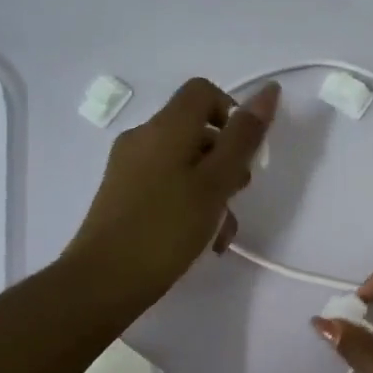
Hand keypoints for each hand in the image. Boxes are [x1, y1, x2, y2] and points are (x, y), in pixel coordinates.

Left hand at [62, 78, 278, 313]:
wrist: (104, 281)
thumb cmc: (167, 228)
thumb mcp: (216, 182)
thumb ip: (244, 137)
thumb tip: (268, 92)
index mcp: (165, 127)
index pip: (203, 91)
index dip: (232, 113)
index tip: (245, 153)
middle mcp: (143, 138)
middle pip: (197, 131)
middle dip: (226, 161)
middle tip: (236, 197)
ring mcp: (129, 168)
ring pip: (185, 164)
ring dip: (212, 191)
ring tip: (221, 232)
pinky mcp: (123, 195)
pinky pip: (167, 185)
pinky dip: (189, 204)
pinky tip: (201, 240)